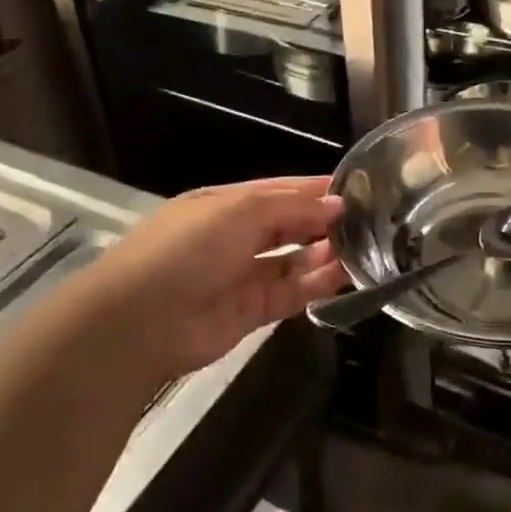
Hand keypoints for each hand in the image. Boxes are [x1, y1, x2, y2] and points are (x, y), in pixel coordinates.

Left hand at [73, 176, 345, 381]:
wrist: (139, 323)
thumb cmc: (186, 250)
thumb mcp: (238, 212)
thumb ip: (291, 208)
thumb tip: (337, 205)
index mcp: (227, 204)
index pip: (281, 190)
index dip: (317, 189)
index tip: (360, 189)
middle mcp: (237, 236)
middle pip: (290, 224)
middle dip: (325, 222)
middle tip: (371, 221)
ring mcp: (244, 274)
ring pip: (295, 259)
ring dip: (326, 253)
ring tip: (366, 247)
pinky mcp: (253, 311)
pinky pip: (293, 292)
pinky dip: (318, 284)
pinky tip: (346, 275)